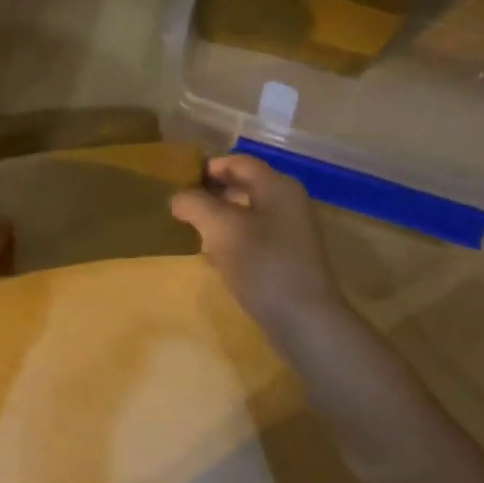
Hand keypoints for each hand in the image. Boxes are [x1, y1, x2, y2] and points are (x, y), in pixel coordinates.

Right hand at [170, 153, 347, 337]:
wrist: (304, 320)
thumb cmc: (262, 264)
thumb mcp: (221, 228)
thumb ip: (195, 204)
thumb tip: (178, 197)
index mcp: (277, 186)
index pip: (239, 162)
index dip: (208, 168)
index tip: (179, 182)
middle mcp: (289, 202)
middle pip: (245, 186)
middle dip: (212, 195)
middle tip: (183, 208)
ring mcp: (293, 232)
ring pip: (249, 214)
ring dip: (221, 220)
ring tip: (194, 233)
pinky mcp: (290, 259)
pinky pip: (257, 238)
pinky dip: (234, 241)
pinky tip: (216, 259)